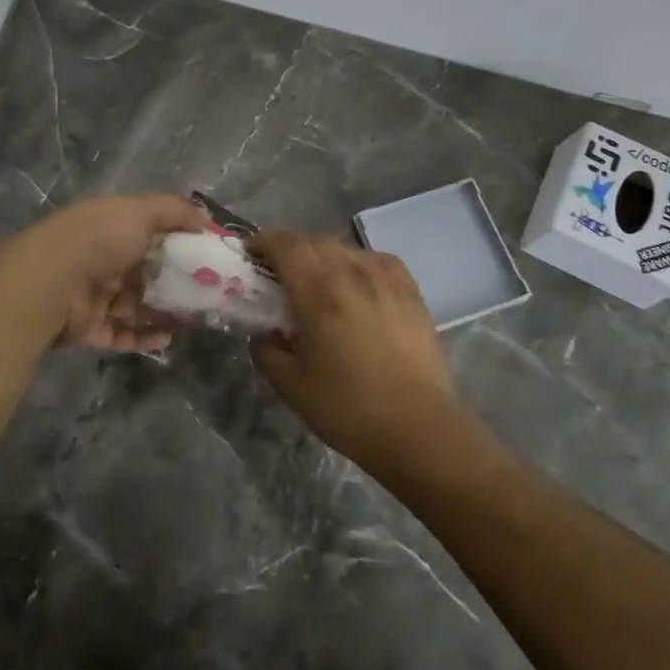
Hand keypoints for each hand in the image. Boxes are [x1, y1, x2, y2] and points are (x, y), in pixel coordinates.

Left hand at [16, 193, 206, 350]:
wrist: (50, 281)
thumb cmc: (99, 239)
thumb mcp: (141, 211)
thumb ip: (176, 211)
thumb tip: (207, 219)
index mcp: (114, 228)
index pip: (153, 234)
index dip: (182, 244)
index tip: (212, 257)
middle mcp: (104, 259)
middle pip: (149, 273)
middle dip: (179, 284)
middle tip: (212, 295)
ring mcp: (96, 295)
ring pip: (139, 306)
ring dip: (167, 313)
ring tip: (198, 320)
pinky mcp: (90, 328)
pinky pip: (123, 334)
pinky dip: (146, 337)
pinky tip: (170, 338)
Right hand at [248, 232, 461, 472]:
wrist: (419, 429)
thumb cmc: (349, 409)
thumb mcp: (292, 387)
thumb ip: (267, 352)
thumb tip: (263, 334)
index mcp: (319, 293)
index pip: (286, 245)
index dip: (263, 241)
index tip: (250, 254)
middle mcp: (353, 274)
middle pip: (315, 241)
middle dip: (290, 248)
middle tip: (277, 271)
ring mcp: (387, 280)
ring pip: (346, 248)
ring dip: (323, 254)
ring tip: (316, 278)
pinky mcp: (412, 292)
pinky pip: (377, 260)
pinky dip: (358, 262)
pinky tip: (357, 282)